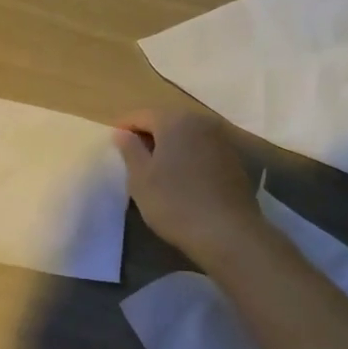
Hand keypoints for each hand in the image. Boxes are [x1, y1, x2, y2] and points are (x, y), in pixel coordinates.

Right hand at [114, 109, 262, 264]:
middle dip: (148, 135)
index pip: (141, 115)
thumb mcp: (140, 178)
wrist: (229, 233)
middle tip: (132, 157)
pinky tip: (181, 178)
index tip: (113, 145)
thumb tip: (122, 133)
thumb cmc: (175, 203)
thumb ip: (129, 150)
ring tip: (155, 169)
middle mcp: (200, 121)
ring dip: (169, 146)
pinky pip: (202, 149)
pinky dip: (188, 156)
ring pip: (186, 135)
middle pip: (166, 121)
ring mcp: (221, 139)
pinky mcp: (234, 159)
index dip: (124, 128)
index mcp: (174, 120)